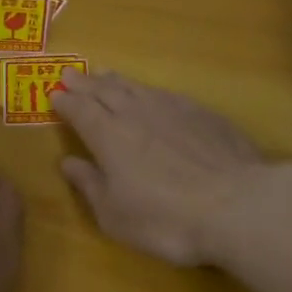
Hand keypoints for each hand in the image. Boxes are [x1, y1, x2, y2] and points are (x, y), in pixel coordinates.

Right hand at [51, 71, 271, 266]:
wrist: (236, 204)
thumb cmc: (166, 218)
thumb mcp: (115, 215)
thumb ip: (90, 185)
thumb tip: (67, 163)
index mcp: (108, 136)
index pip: (80, 111)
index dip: (65, 102)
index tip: (54, 93)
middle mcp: (135, 114)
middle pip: (104, 91)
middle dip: (84, 83)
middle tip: (71, 73)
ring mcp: (171, 108)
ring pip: (135, 87)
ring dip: (114, 80)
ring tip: (104, 74)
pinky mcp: (201, 113)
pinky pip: (164, 93)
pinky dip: (148, 90)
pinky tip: (151, 93)